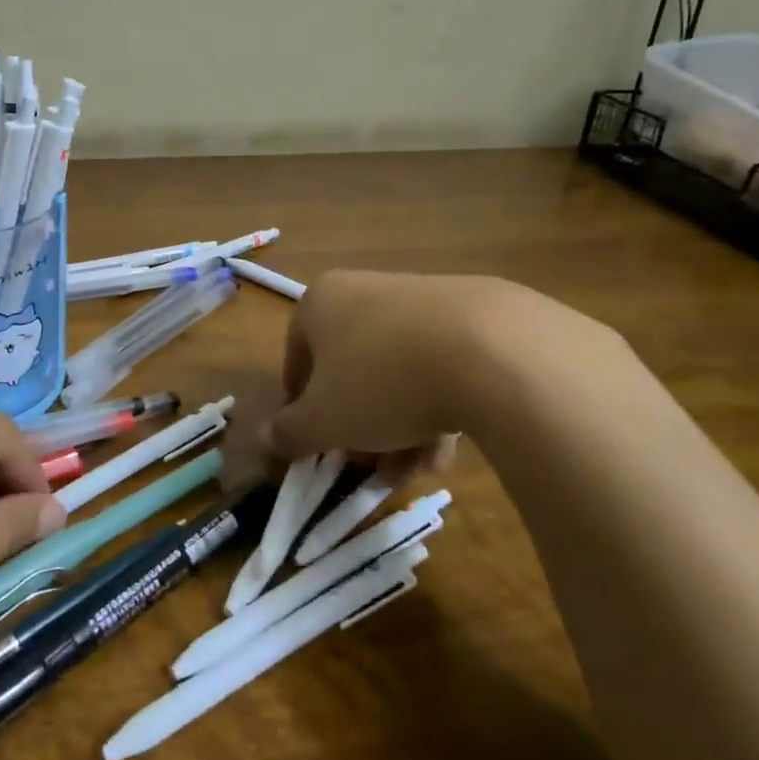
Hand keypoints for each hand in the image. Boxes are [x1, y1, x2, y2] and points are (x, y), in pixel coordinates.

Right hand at [261, 270, 605, 473]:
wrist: (492, 352)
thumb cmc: (381, 382)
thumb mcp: (324, 421)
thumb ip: (289, 433)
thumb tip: (265, 439)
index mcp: (321, 301)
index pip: (297, 361)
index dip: (303, 410)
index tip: (320, 447)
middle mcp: (366, 290)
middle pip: (350, 370)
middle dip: (358, 426)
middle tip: (370, 466)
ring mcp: (422, 299)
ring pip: (396, 373)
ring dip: (398, 427)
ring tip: (415, 469)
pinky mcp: (473, 316)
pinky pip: (439, 366)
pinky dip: (437, 407)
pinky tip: (448, 449)